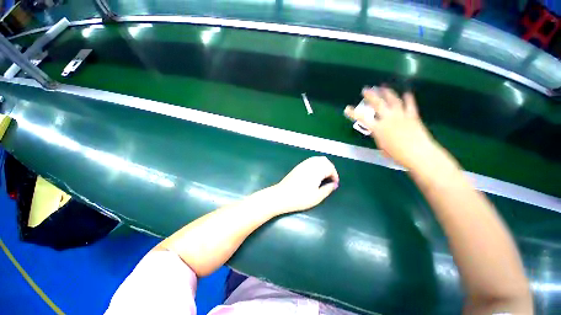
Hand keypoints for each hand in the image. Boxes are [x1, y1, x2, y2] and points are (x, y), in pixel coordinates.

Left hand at [269, 156, 338, 213]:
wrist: (281, 195)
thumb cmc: (300, 198)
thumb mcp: (317, 197)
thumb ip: (327, 189)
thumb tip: (334, 185)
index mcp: (316, 170)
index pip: (330, 168)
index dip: (335, 175)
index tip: (335, 184)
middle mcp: (310, 164)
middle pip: (324, 161)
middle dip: (330, 169)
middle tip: (330, 179)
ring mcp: (303, 164)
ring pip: (317, 159)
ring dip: (323, 166)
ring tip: (324, 177)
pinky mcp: (298, 166)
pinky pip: (311, 161)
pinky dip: (316, 165)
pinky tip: (315, 174)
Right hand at [345, 87, 438, 170]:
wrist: (418, 153)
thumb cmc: (397, 154)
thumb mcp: (382, 146)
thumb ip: (378, 136)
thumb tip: (378, 132)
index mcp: (378, 128)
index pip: (361, 118)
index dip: (353, 113)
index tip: (347, 108)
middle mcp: (388, 118)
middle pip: (377, 104)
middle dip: (370, 96)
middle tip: (365, 89)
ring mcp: (401, 115)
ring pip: (393, 100)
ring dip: (387, 92)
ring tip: (383, 87)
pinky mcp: (412, 116)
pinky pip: (410, 104)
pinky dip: (408, 98)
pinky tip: (406, 92)